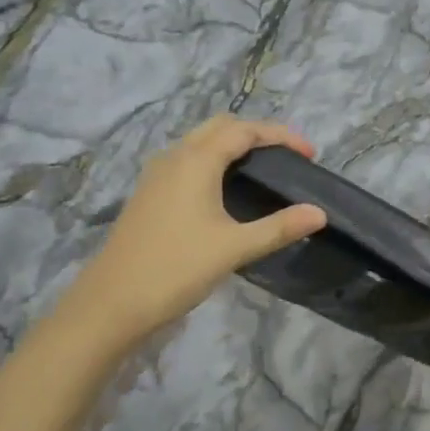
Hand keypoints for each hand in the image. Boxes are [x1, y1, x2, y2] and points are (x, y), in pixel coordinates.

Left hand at [51, 117, 327, 354]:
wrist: (110, 303)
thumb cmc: (176, 269)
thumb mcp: (234, 248)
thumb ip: (279, 227)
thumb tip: (319, 213)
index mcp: (196, 160)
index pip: (245, 130)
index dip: (281, 136)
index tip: (310, 154)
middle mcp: (174, 157)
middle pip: (221, 126)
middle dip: (257, 133)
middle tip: (286, 157)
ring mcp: (156, 174)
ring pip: (200, 141)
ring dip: (232, 144)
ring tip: (261, 168)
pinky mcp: (148, 193)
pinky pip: (186, 159)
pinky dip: (213, 159)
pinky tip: (224, 189)